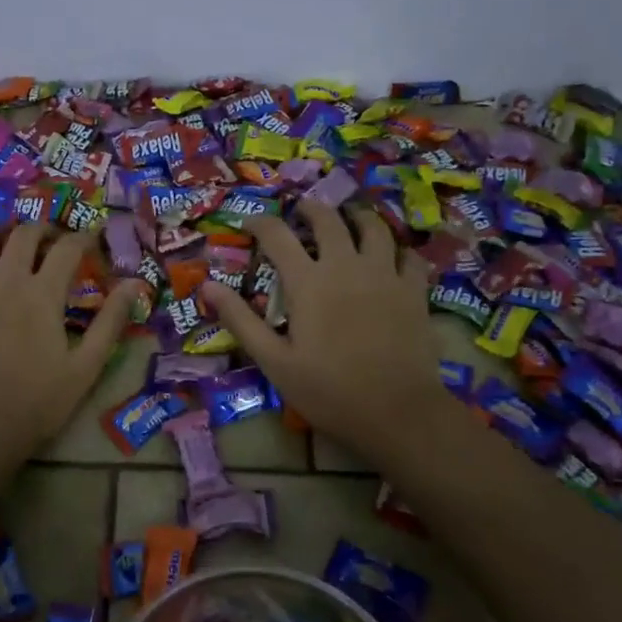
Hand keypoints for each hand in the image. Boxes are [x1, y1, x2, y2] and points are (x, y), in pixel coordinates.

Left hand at [0, 224, 142, 462]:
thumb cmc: (39, 400)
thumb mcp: (87, 365)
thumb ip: (111, 321)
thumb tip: (134, 284)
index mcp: (42, 294)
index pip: (67, 250)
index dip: (83, 238)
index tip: (92, 239)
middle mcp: (4, 282)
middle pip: (21, 237)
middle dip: (38, 229)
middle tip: (47, 237)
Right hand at [201, 201, 452, 466]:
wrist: (397, 412)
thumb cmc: (328, 390)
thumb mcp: (274, 361)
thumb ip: (241, 320)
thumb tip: (207, 286)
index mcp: (308, 282)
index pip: (278, 236)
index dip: (261, 224)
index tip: (251, 223)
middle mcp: (346, 266)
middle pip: (328, 220)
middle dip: (311, 208)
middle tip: (302, 209)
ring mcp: (385, 275)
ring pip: (374, 228)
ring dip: (357, 217)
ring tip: (349, 219)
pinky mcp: (414, 291)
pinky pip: (409, 257)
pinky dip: (398, 250)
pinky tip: (393, 256)